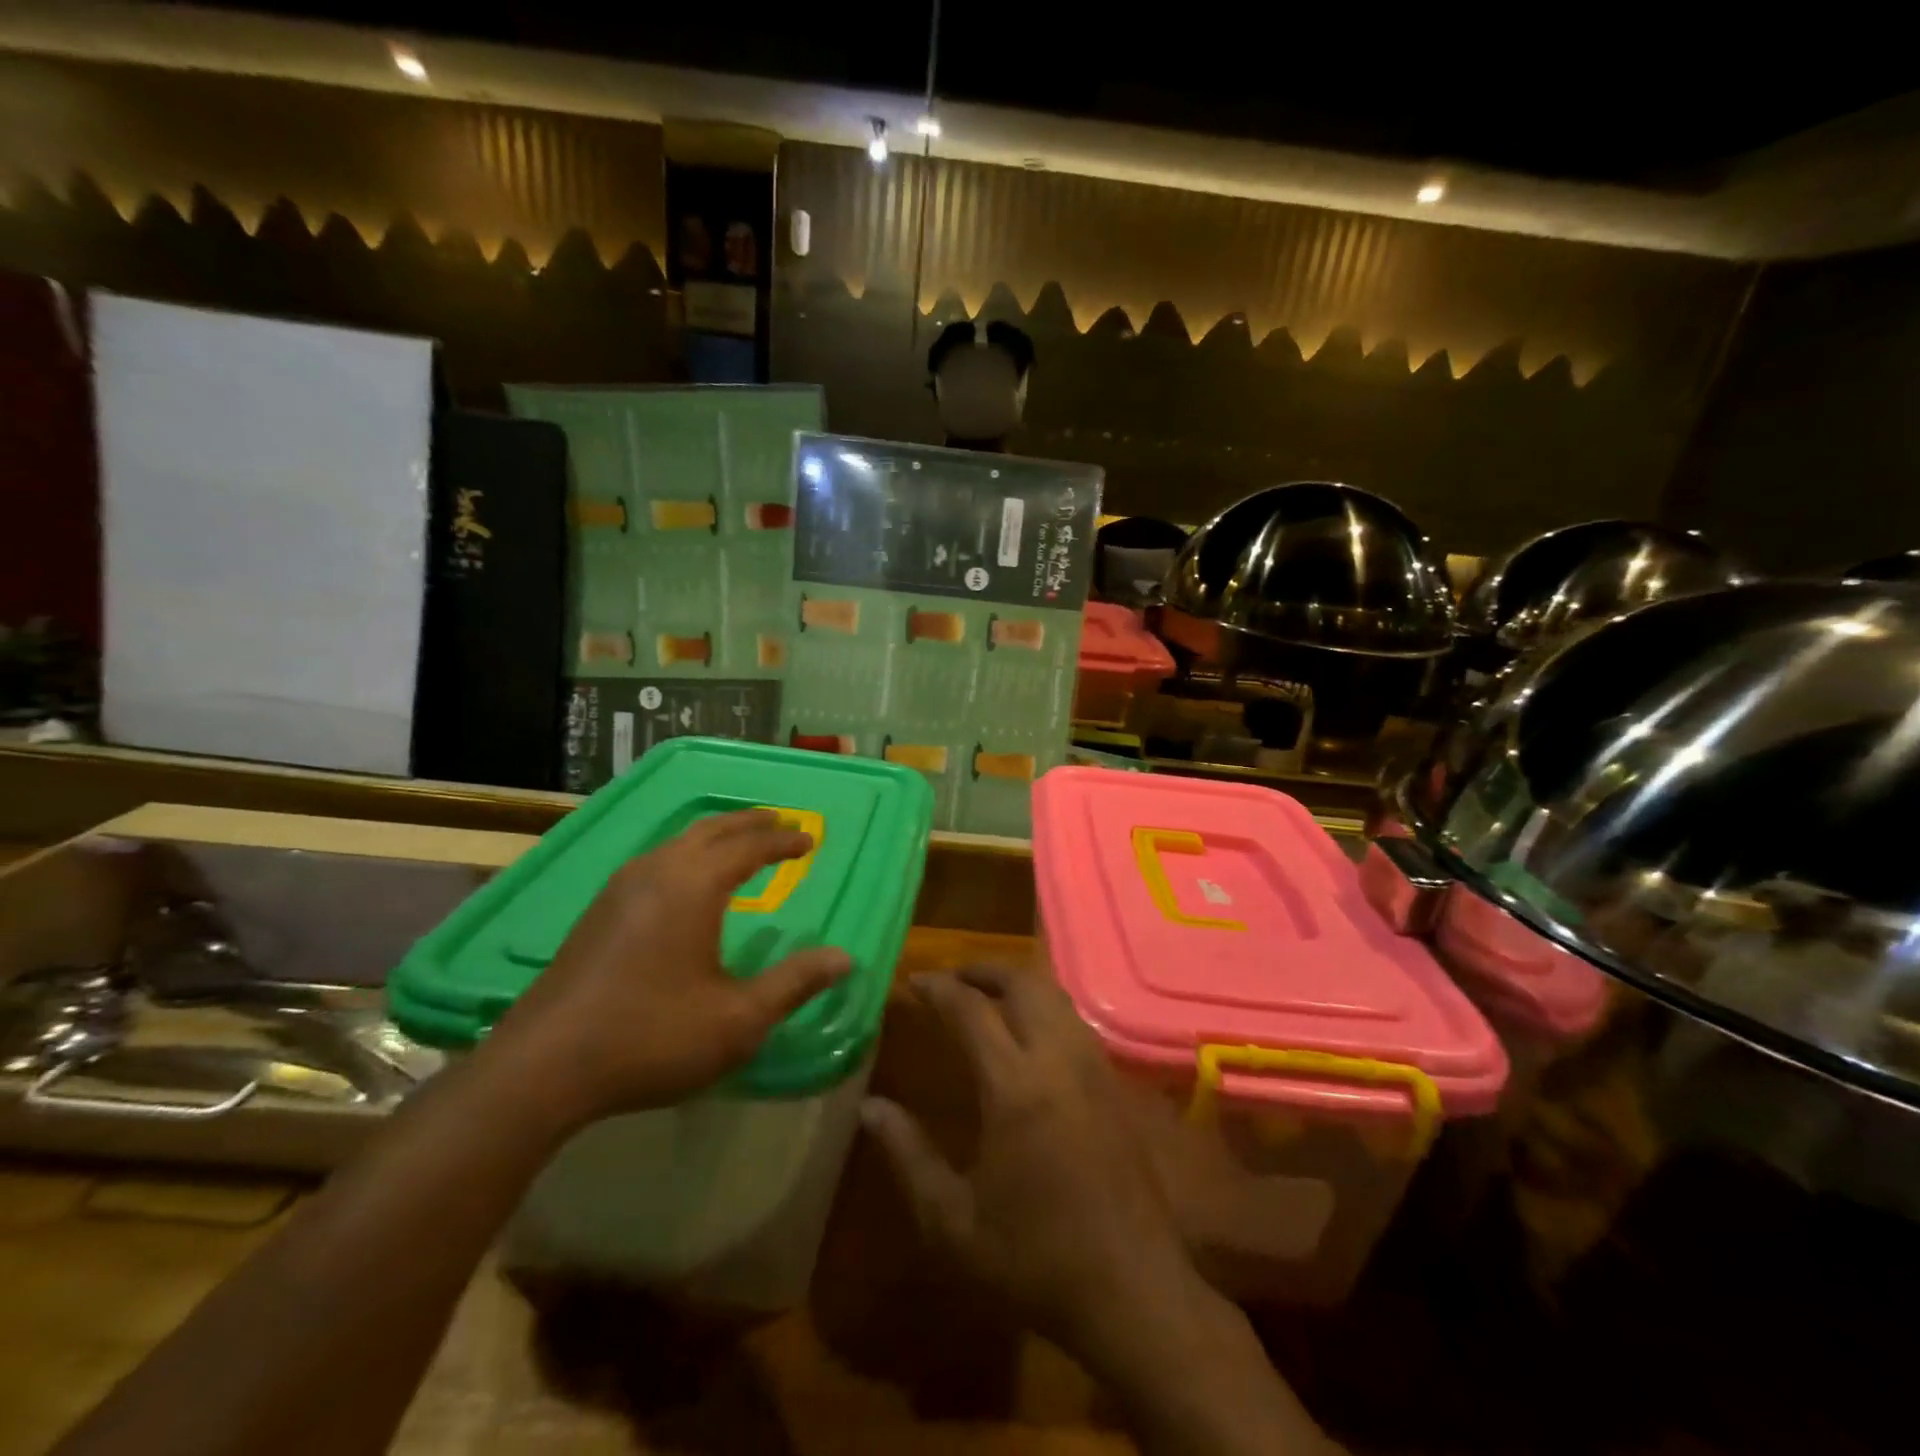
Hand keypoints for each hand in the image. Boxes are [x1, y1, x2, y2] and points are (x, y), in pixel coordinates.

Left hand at [485, 810, 850, 1124]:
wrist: (542, 1067)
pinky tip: (685, 882)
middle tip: (779, 822)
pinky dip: (687, 854)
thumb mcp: (738, 1020)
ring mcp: (620, 889)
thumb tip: (845, 958)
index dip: (783, 841)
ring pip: (677, 841)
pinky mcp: (598, 911)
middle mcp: (657, 873)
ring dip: (715, 835)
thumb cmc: (652, 1037)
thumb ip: (794, 984)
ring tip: (738, 844)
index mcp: (694, 886)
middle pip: (711, 829)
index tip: (810, 840)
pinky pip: (655, 860)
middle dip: (749, 823)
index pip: (749, 847)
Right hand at [859, 964, 1198, 1355]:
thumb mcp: (952, 1222)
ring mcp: (1093, 1067)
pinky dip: (1044, 1004)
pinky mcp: (1114, 1083)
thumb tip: (870, 1107)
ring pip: (1054, 994)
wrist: (1133, 1291)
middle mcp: (1058, 1060)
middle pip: (1022, 983)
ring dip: (1017, 982)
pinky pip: (1074, 1019)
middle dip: (982, 970)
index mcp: (1015, 1086)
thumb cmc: (1034, 1259)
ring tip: (985, 995)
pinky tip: (1028, 1031)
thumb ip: (908, 1155)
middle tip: (950, 979)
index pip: (971, 1009)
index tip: (911, 981)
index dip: (938, 987)